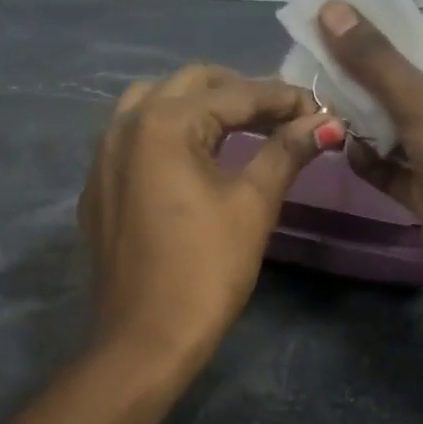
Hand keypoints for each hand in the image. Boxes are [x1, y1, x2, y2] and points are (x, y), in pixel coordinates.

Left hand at [81, 65, 337, 367]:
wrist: (145, 338)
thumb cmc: (206, 268)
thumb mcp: (253, 204)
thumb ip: (287, 152)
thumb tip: (325, 122)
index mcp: (164, 122)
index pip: (236, 95)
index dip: (284, 99)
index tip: (321, 109)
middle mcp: (125, 124)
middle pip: (192, 85)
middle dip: (241, 93)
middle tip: (283, 116)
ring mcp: (103, 154)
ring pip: (155, 102)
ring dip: (200, 105)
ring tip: (240, 127)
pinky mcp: (98, 184)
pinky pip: (134, 136)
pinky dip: (169, 131)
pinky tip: (195, 156)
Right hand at [318, 2, 422, 334]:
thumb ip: (374, 60)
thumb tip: (329, 8)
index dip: (378, 40)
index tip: (330, 30)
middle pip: (403, 90)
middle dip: (362, 83)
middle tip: (314, 70)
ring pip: (394, 130)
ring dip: (361, 122)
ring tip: (321, 108)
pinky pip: (391, 169)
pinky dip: (368, 160)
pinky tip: (343, 150)